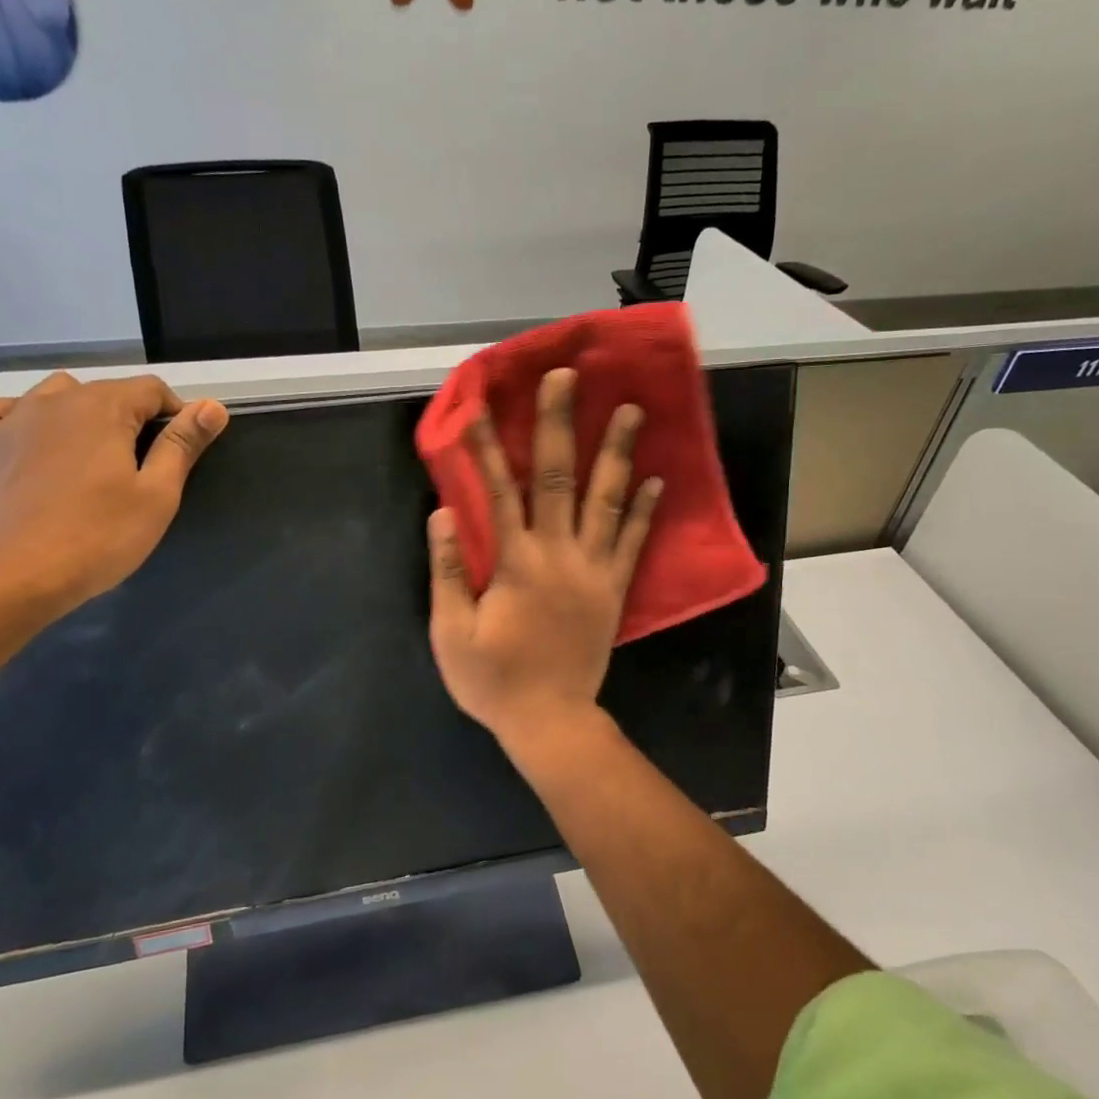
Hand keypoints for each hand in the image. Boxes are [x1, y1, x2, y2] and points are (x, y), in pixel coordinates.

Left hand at [0, 373, 228, 617]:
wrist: (20, 575)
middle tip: (147, 466)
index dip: (177, 414)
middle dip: (134, 416)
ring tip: (98, 452)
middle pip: (109, 391)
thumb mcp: (158, 493)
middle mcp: (58, 401)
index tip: (183, 450)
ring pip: (58, 394)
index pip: (152, 389)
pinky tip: (32, 436)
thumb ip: (183, 443)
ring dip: (84, 412)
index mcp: (104, 407)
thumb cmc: (101, 535)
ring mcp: (17, 421)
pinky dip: (17, 416)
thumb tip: (213, 405)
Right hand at [428, 367, 661, 754]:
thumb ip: (446, 571)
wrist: (551, 722)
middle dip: (560, 422)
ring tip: (630, 408)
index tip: (480, 406)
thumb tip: (442, 513)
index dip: (487, 447)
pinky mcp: (614, 590)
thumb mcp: (450, 633)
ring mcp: (594, 570)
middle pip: (560, 478)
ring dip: (617, 452)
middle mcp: (559, 555)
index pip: (499, 492)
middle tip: (567, 376)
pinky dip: (644, 509)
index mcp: (515, 563)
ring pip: (607, 500)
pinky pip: (633, 543)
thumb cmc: (493, 680)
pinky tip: (656, 479)